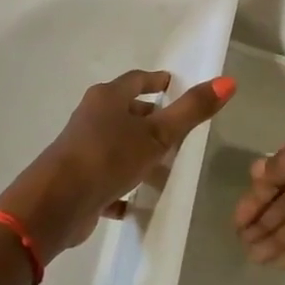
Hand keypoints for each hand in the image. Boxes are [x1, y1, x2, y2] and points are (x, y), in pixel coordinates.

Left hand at [0, 70, 235, 261]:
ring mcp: (82, 149)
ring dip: (137, 152)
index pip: (136, 80)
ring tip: (164, 165)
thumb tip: (229, 81)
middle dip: (148, 117)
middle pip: (124, 111)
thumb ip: (192, 110)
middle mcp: (91, 118)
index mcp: (107, 98)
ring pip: (116, 145)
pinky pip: (106, 178)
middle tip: (175, 127)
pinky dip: (123, 185)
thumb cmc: (108, 158)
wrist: (55, 204)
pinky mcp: (78, 180)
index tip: (173, 84)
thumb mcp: (157, 135)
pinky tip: (137, 201)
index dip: (156, 81)